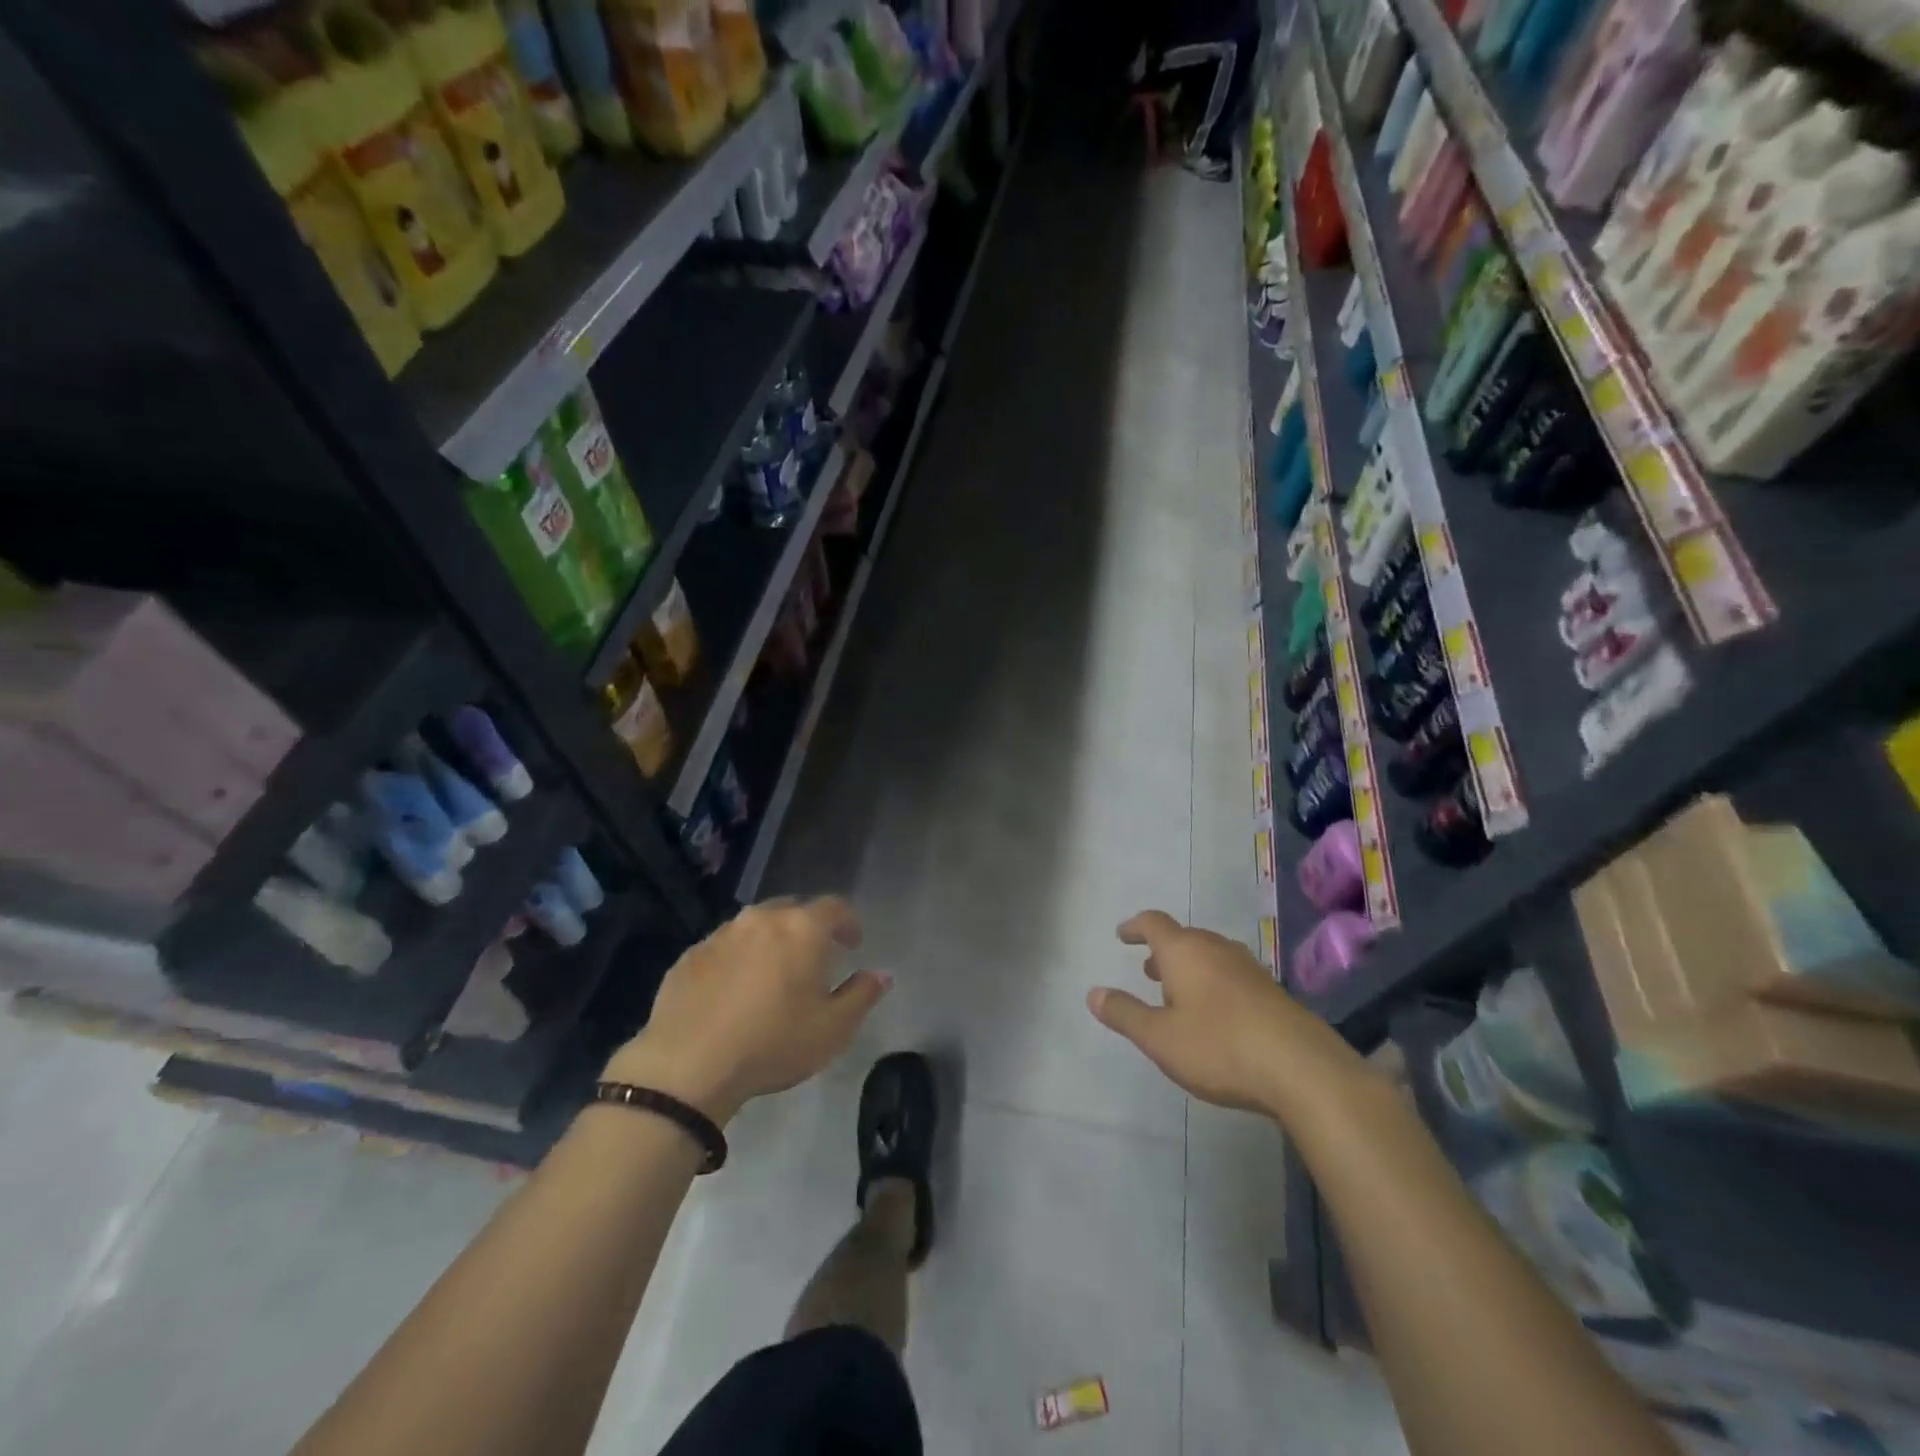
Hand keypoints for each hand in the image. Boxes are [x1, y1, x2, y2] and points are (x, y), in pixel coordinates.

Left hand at [603, 896, 888, 1124]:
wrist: (687, 1065)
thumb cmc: (773, 1043)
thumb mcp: (833, 1029)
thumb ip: (862, 995)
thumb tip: (881, 974)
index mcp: (803, 928)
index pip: (835, 907)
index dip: (849, 922)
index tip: (853, 944)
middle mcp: (762, 919)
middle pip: (793, 909)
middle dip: (808, 928)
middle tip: (814, 958)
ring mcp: (721, 934)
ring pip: (755, 926)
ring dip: (770, 941)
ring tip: (772, 975)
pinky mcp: (690, 955)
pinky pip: (724, 947)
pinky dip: (736, 959)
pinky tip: (733, 992)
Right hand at [1087, 911, 1364, 1117]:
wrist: (1303, 1069)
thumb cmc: (1219, 1047)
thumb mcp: (1160, 1037)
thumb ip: (1125, 1013)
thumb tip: (1093, 993)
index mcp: (1185, 951)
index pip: (1154, 922)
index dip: (1135, 926)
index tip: (1123, 935)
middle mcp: (1216, 949)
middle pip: (1184, 937)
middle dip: (1163, 951)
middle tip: (1148, 970)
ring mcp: (1248, 968)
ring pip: (1210, 956)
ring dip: (1189, 968)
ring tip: (1178, 992)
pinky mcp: (1271, 991)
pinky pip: (1231, 974)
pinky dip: (1213, 983)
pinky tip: (1216, 1014)